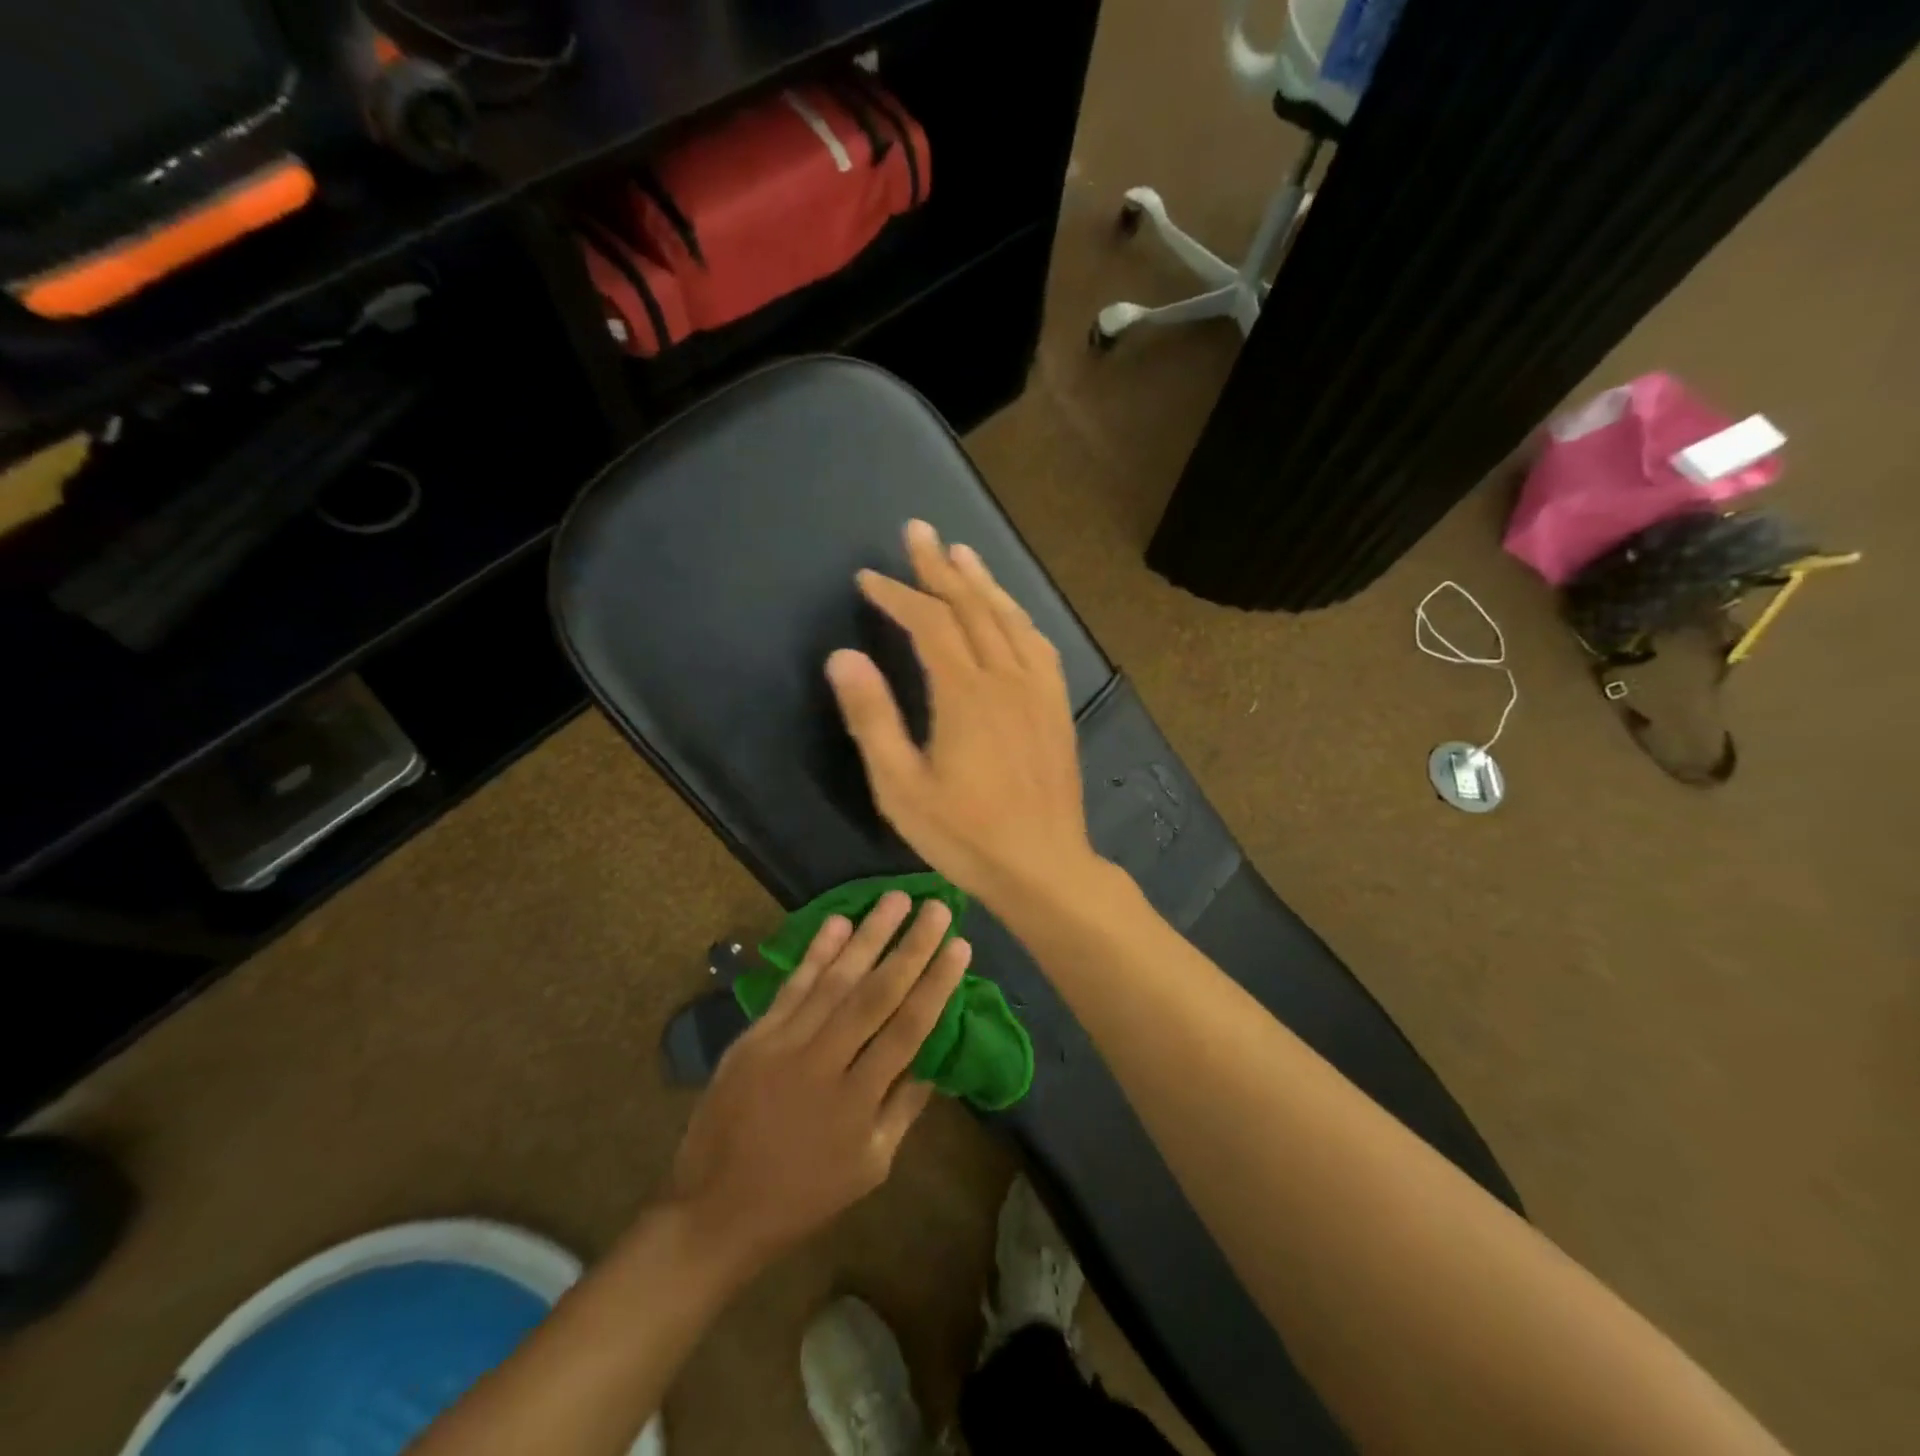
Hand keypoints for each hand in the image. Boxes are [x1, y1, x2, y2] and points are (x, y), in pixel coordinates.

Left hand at [666, 892, 969, 1273]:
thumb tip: (936, 1056)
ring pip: (835, 980)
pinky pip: (792, 986)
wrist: (714, 1210)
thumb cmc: (803, 1195)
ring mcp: (784, 1044)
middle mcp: (823, 1063)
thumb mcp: (870, 1167)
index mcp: (858, 1102)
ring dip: (868, 935)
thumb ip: (904, 1108)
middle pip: (875, 994)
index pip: (908, 1029)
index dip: (936, 984)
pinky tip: (838, 922)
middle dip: (910, 947)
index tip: (960, 945)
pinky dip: (816, 952)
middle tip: (937, 907)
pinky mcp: (755, 1036)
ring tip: (896, 898)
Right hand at [826, 520, 1100, 904]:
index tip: (869, 578)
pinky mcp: (1057, 707)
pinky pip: (1039, 645)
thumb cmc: (965, 835)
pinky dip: (1019, 617)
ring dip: (982, 582)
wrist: (1044, 866)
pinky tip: (1011, 611)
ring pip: (1009, 619)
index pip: (928, 623)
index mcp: (965, 693)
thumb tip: (843, 656)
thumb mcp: (901, 787)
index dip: (898, 594)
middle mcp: (1006, 678)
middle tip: (918, 531)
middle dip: (940, 567)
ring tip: (962, 552)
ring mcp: (1038, 690)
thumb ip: (873, 718)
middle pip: (971, 607)